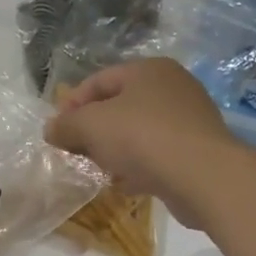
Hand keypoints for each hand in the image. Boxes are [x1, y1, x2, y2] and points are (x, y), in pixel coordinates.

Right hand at [44, 58, 246, 228]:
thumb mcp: (90, 126)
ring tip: (98, 169)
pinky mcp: (198, 151)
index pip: (99, 80)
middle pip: (119, 106)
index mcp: (149, 70)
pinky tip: (124, 184)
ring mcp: (189, 119)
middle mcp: (173, 87)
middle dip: (93, 129)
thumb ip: (66, 125)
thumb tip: (51, 129)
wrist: (203, 177)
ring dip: (114, 150)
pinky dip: (138, 166)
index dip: (71, 104)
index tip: (56, 131)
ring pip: (138, 132)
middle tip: (75, 151)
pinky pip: (157, 154)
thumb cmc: (142, 138)